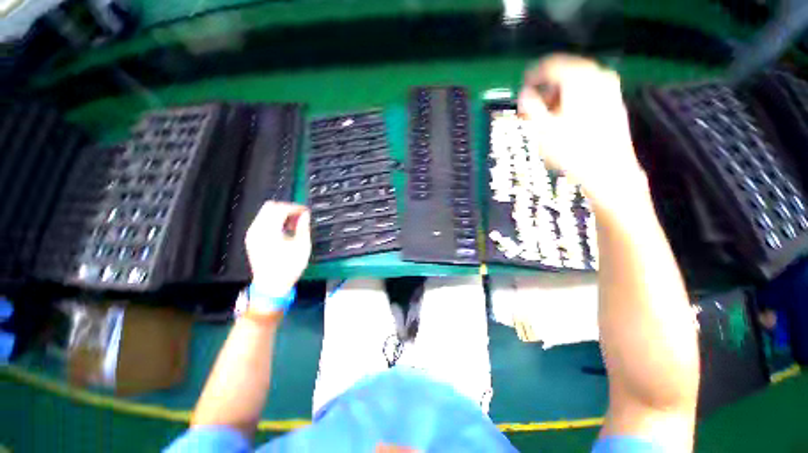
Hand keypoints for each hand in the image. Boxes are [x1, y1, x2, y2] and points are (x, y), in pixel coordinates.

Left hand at [245, 202, 311, 297]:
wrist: (271, 285)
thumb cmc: (289, 267)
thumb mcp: (302, 246)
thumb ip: (303, 227)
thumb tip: (305, 214)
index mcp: (269, 231)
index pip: (281, 209)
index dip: (295, 207)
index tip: (306, 211)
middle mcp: (257, 229)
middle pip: (270, 207)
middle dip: (287, 208)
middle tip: (300, 215)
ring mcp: (252, 234)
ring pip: (265, 212)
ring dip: (280, 214)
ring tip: (294, 223)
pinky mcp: (251, 238)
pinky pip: (262, 221)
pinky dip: (274, 220)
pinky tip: (284, 229)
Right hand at [517, 54, 647, 210]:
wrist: (608, 171)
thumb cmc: (572, 150)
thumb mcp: (543, 129)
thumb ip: (530, 107)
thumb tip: (524, 94)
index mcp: (579, 79)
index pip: (551, 66)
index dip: (534, 75)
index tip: (523, 86)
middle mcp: (598, 77)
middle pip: (565, 75)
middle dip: (546, 91)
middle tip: (532, 109)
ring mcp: (610, 89)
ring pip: (577, 85)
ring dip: (558, 98)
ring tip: (546, 118)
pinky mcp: (615, 103)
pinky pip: (588, 94)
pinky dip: (572, 102)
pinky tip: (564, 120)